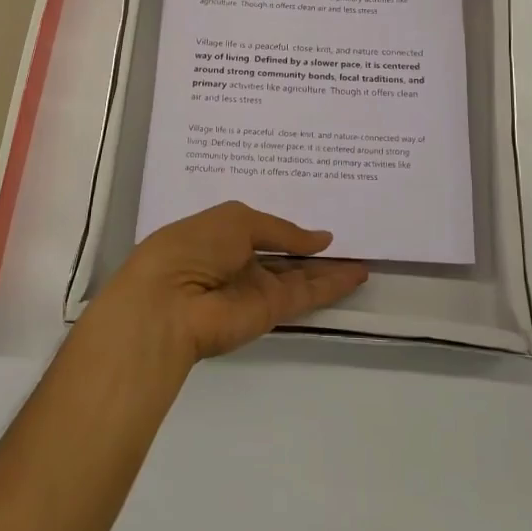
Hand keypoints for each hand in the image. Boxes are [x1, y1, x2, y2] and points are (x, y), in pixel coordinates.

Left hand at [94, 203, 369, 364]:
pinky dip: (333, 285)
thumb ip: (281, 230)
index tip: (318, 218)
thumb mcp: (237, 220)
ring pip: (301, 276)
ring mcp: (257, 289)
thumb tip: (320, 239)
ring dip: (330, 268)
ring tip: (362, 256)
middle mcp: (241, 263)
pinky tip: (357, 273)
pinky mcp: (272, 311)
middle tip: (349, 237)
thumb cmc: (193, 246)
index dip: (289, 227)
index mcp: (224, 235)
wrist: (169, 303)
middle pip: (285, 256)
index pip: (263, 230)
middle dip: (312, 249)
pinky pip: (308, 294)